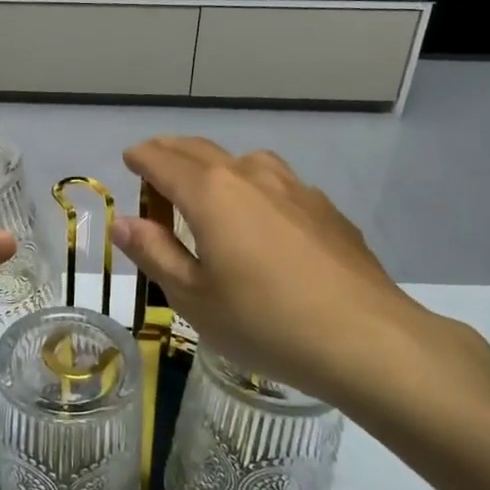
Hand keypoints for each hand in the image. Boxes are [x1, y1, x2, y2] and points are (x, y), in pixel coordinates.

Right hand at [112, 138, 458, 413]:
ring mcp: (296, 189)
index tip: (129, 159)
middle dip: (172, 152)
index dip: (141, 158)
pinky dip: (255, 187)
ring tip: (209, 189)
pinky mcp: (327, 210)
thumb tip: (123, 221)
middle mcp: (252, 176)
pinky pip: (279, 184)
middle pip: (202, 150)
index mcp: (211, 193)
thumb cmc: (264, 321)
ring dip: (217, 165)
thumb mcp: (193, 297)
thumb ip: (154, 253)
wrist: (366, 339)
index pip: (163, 161)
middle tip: (155, 163)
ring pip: (246, 161)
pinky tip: (263, 220)